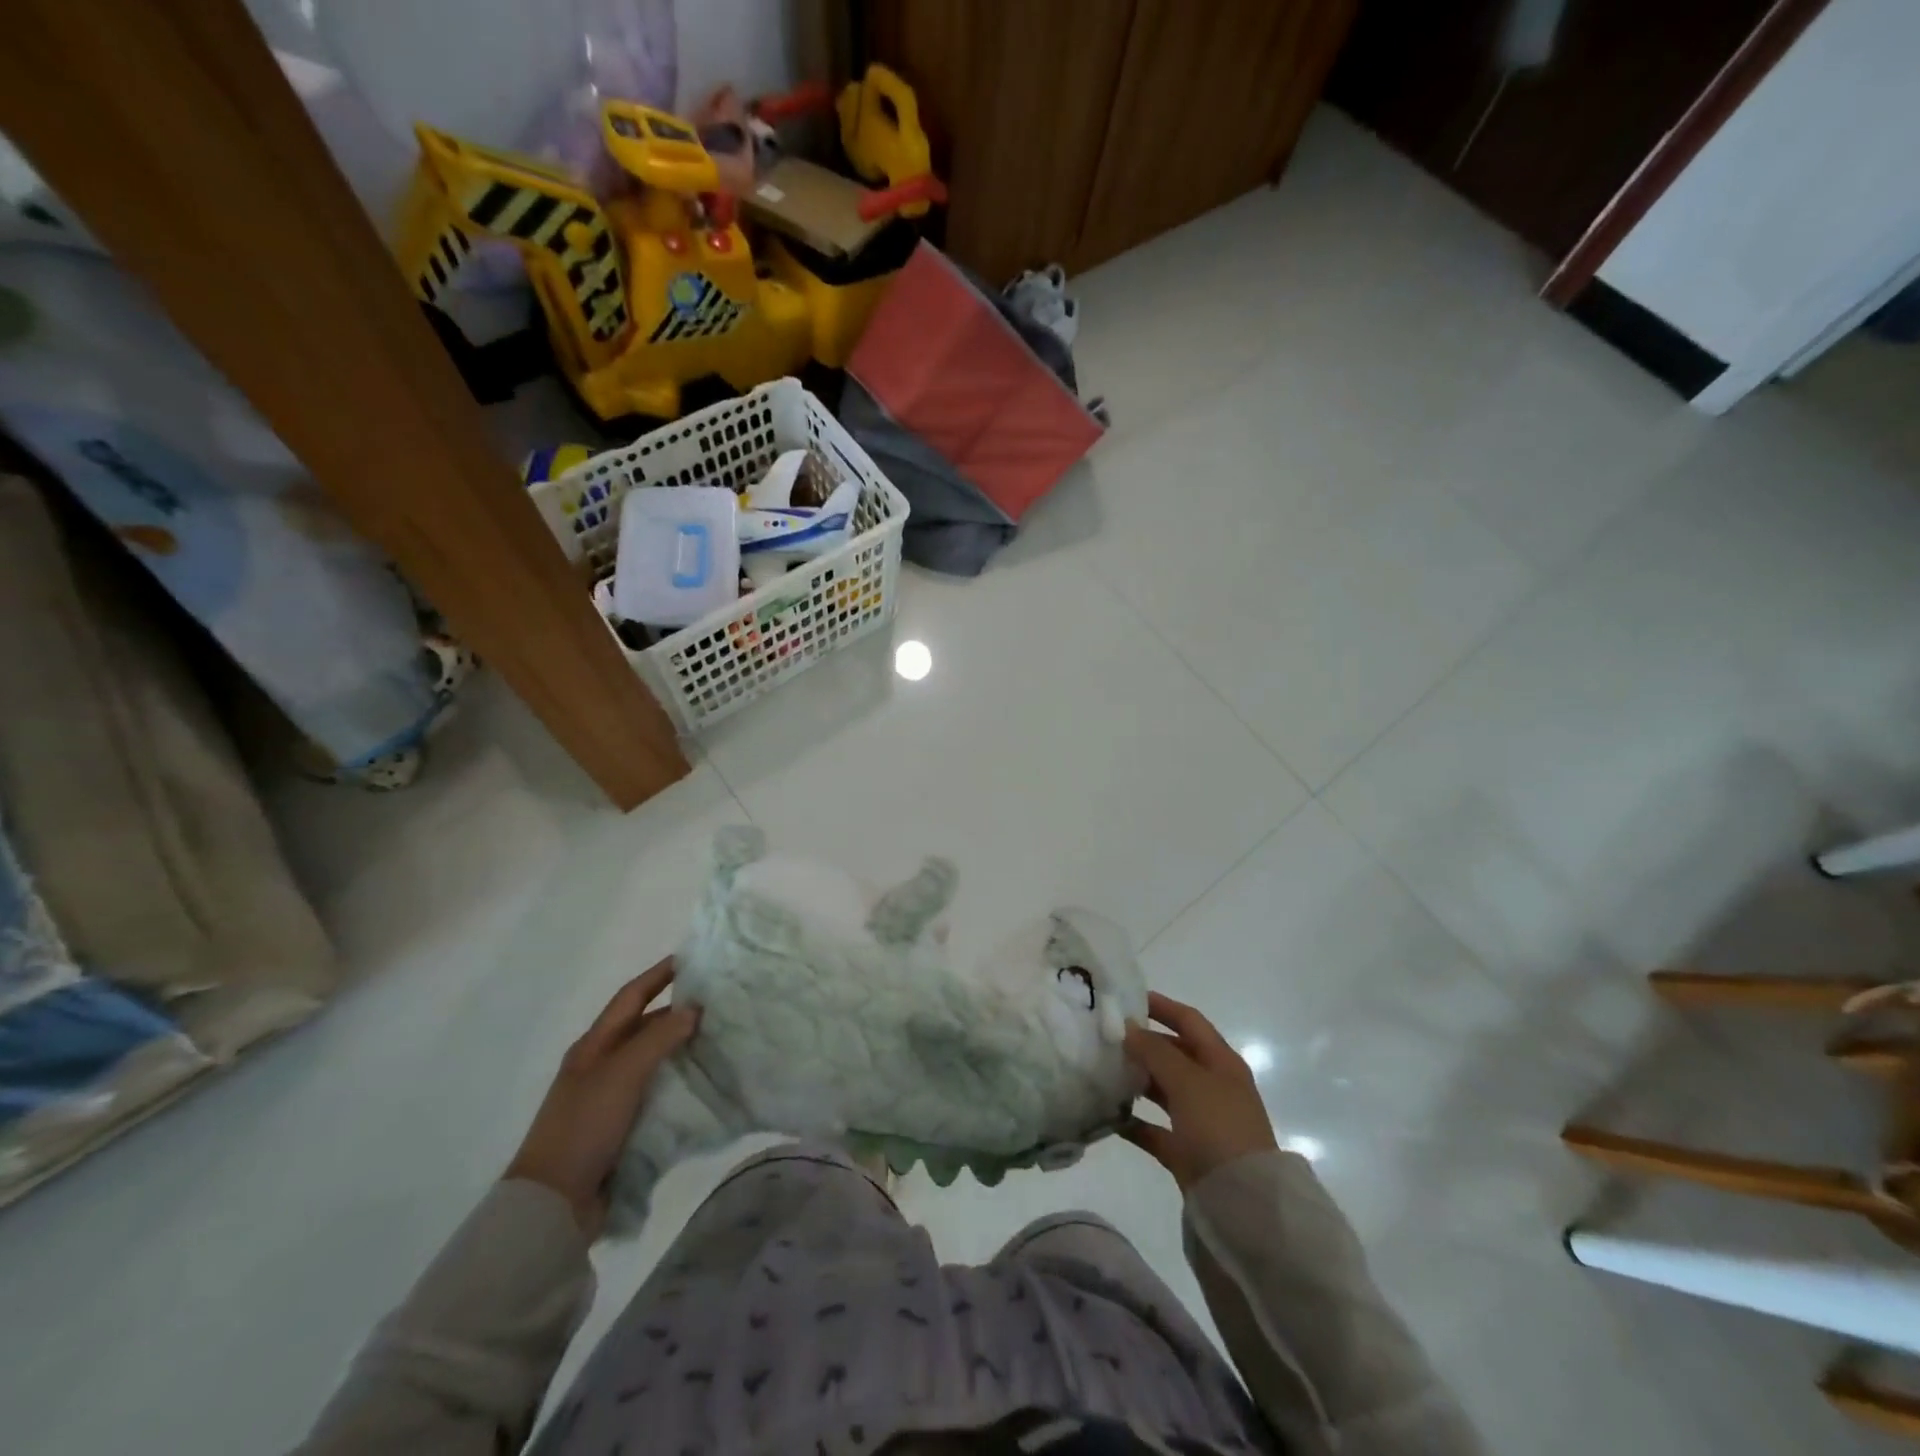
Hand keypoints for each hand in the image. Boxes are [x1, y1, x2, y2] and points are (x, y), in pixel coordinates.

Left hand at [504, 958, 697, 1237]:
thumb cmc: (583, 1126)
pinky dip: (681, 1080)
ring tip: (721, 1037)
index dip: (659, 974)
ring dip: (683, 1046)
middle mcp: (602, 1064)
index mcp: (594, 1045)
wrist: (553, 1204)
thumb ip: (658, 1038)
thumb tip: (694, 1009)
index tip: (693, 958)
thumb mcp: (622, 1074)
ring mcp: (612, 1096)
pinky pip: (658, 1090)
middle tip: (720, 1001)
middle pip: (644, 1026)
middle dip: (678, 1010)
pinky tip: (706, 1080)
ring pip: (655, 1059)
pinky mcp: (623, 1125)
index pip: (631, 996)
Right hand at [1122, 991, 1276, 1190]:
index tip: (1125, 999)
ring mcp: (1200, 1120)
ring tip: (1101, 1070)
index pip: (1189, 1020)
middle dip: (1142, 1044)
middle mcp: (1212, 1086)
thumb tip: (1128, 1027)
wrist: (1244, 1204)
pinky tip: (1107, 1115)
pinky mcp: (1187, 1152)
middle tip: (1104, 1036)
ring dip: (1135, 1080)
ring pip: (1162, 1090)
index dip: (1161, 1006)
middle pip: (1173, 1054)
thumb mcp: (1188, 1081)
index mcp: (1221, 1062)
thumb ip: (1156, 1051)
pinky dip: (1133, 1121)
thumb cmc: (1219, 1128)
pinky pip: (1155, 1129)